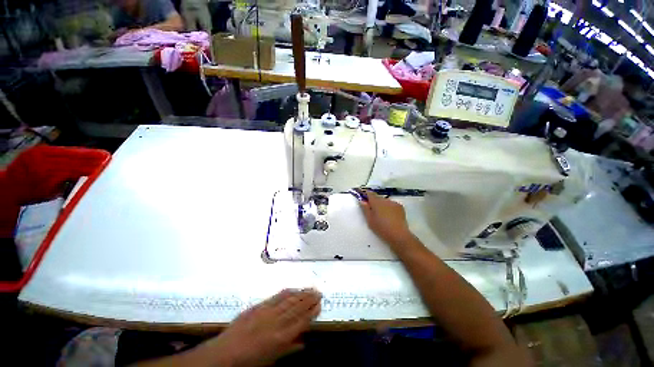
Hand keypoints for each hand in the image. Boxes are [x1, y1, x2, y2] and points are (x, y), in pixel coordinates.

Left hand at [197, 289, 321, 366]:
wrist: (226, 352)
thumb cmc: (249, 361)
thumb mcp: (271, 360)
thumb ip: (289, 350)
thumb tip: (304, 343)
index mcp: (281, 338)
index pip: (302, 322)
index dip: (312, 312)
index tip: (320, 305)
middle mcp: (277, 322)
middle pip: (297, 308)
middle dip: (310, 300)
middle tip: (319, 292)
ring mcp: (268, 312)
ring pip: (289, 300)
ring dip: (302, 293)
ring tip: (311, 288)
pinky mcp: (260, 306)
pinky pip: (277, 297)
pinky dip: (288, 292)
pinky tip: (294, 288)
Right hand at [358, 190, 413, 245]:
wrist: (398, 235)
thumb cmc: (381, 228)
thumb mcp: (370, 219)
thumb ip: (365, 209)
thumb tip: (362, 200)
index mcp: (376, 202)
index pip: (369, 193)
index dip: (365, 194)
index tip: (363, 197)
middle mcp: (385, 200)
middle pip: (378, 198)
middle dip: (374, 202)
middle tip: (372, 211)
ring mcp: (394, 203)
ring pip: (385, 202)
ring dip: (382, 205)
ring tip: (382, 215)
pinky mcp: (400, 207)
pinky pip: (392, 205)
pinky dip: (389, 208)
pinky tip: (390, 216)